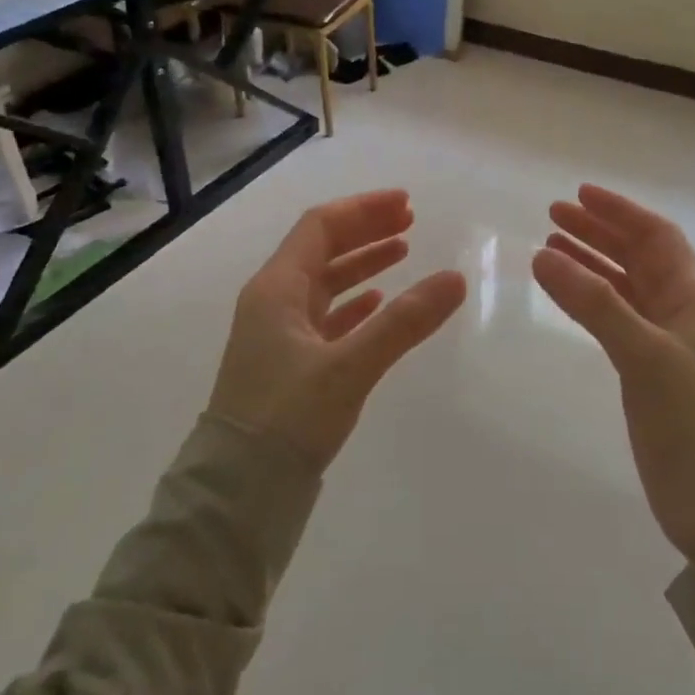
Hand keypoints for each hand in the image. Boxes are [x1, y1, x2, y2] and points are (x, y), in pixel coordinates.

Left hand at [209, 190, 466, 469]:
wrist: (239, 490)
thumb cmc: (287, 417)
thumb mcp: (350, 366)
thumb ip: (403, 322)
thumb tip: (455, 279)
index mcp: (276, 288)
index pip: (321, 226)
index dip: (364, 210)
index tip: (406, 204)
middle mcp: (272, 302)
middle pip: (322, 249)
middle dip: (365, 230)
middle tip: (410, 221)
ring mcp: (277, 333)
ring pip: (324, 282)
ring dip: (362, 263)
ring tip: (403, 252)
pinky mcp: (287, 362)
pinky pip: (324, 316)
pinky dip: (353, 303)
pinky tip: (378, 303)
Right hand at [532, 185, 694, 555]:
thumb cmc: (693, 423)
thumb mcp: (644, 356)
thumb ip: (594, 304)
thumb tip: (543, 255)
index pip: (657, 236)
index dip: (620, 211)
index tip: (579, 193)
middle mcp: (684, 311)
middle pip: (638, 256)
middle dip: (598, 232)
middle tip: (553, 215)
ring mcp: (667, 342)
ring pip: (625, 286)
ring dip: (592, 263)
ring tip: (550, 246)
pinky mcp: (651, 371)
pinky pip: (617, 318)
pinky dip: (591, 300)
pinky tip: (567, 294)